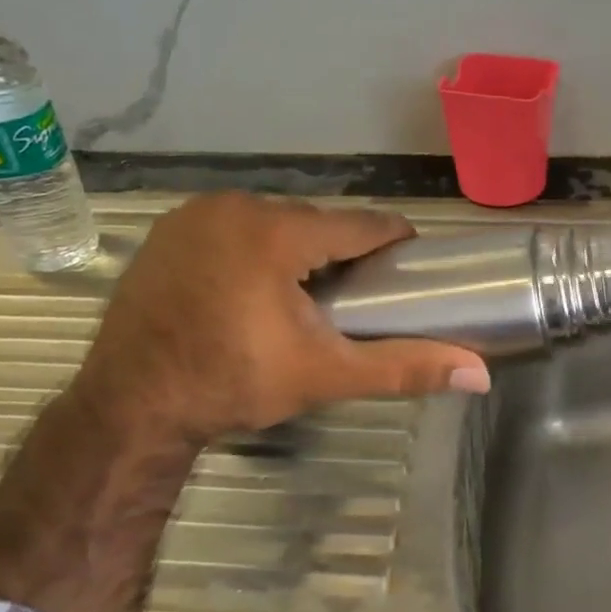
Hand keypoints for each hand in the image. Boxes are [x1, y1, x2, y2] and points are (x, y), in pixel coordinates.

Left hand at [73, 194, 490, 442]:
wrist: (130, 405)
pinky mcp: (168, 229)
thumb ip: (404, 367)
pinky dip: (252, 247)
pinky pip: (232, 226)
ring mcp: (195, 213)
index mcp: (279, 231)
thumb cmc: (233, 384)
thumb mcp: (325, 375)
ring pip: (273, 221)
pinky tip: (251, 287)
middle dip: (341, 251)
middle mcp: (236, 206)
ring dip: (296, 248)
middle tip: (353, 296)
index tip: (408, 266)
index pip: (362, 223)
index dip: (393, 242)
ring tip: (305, 295)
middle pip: (316, 220)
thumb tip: (480, 374)